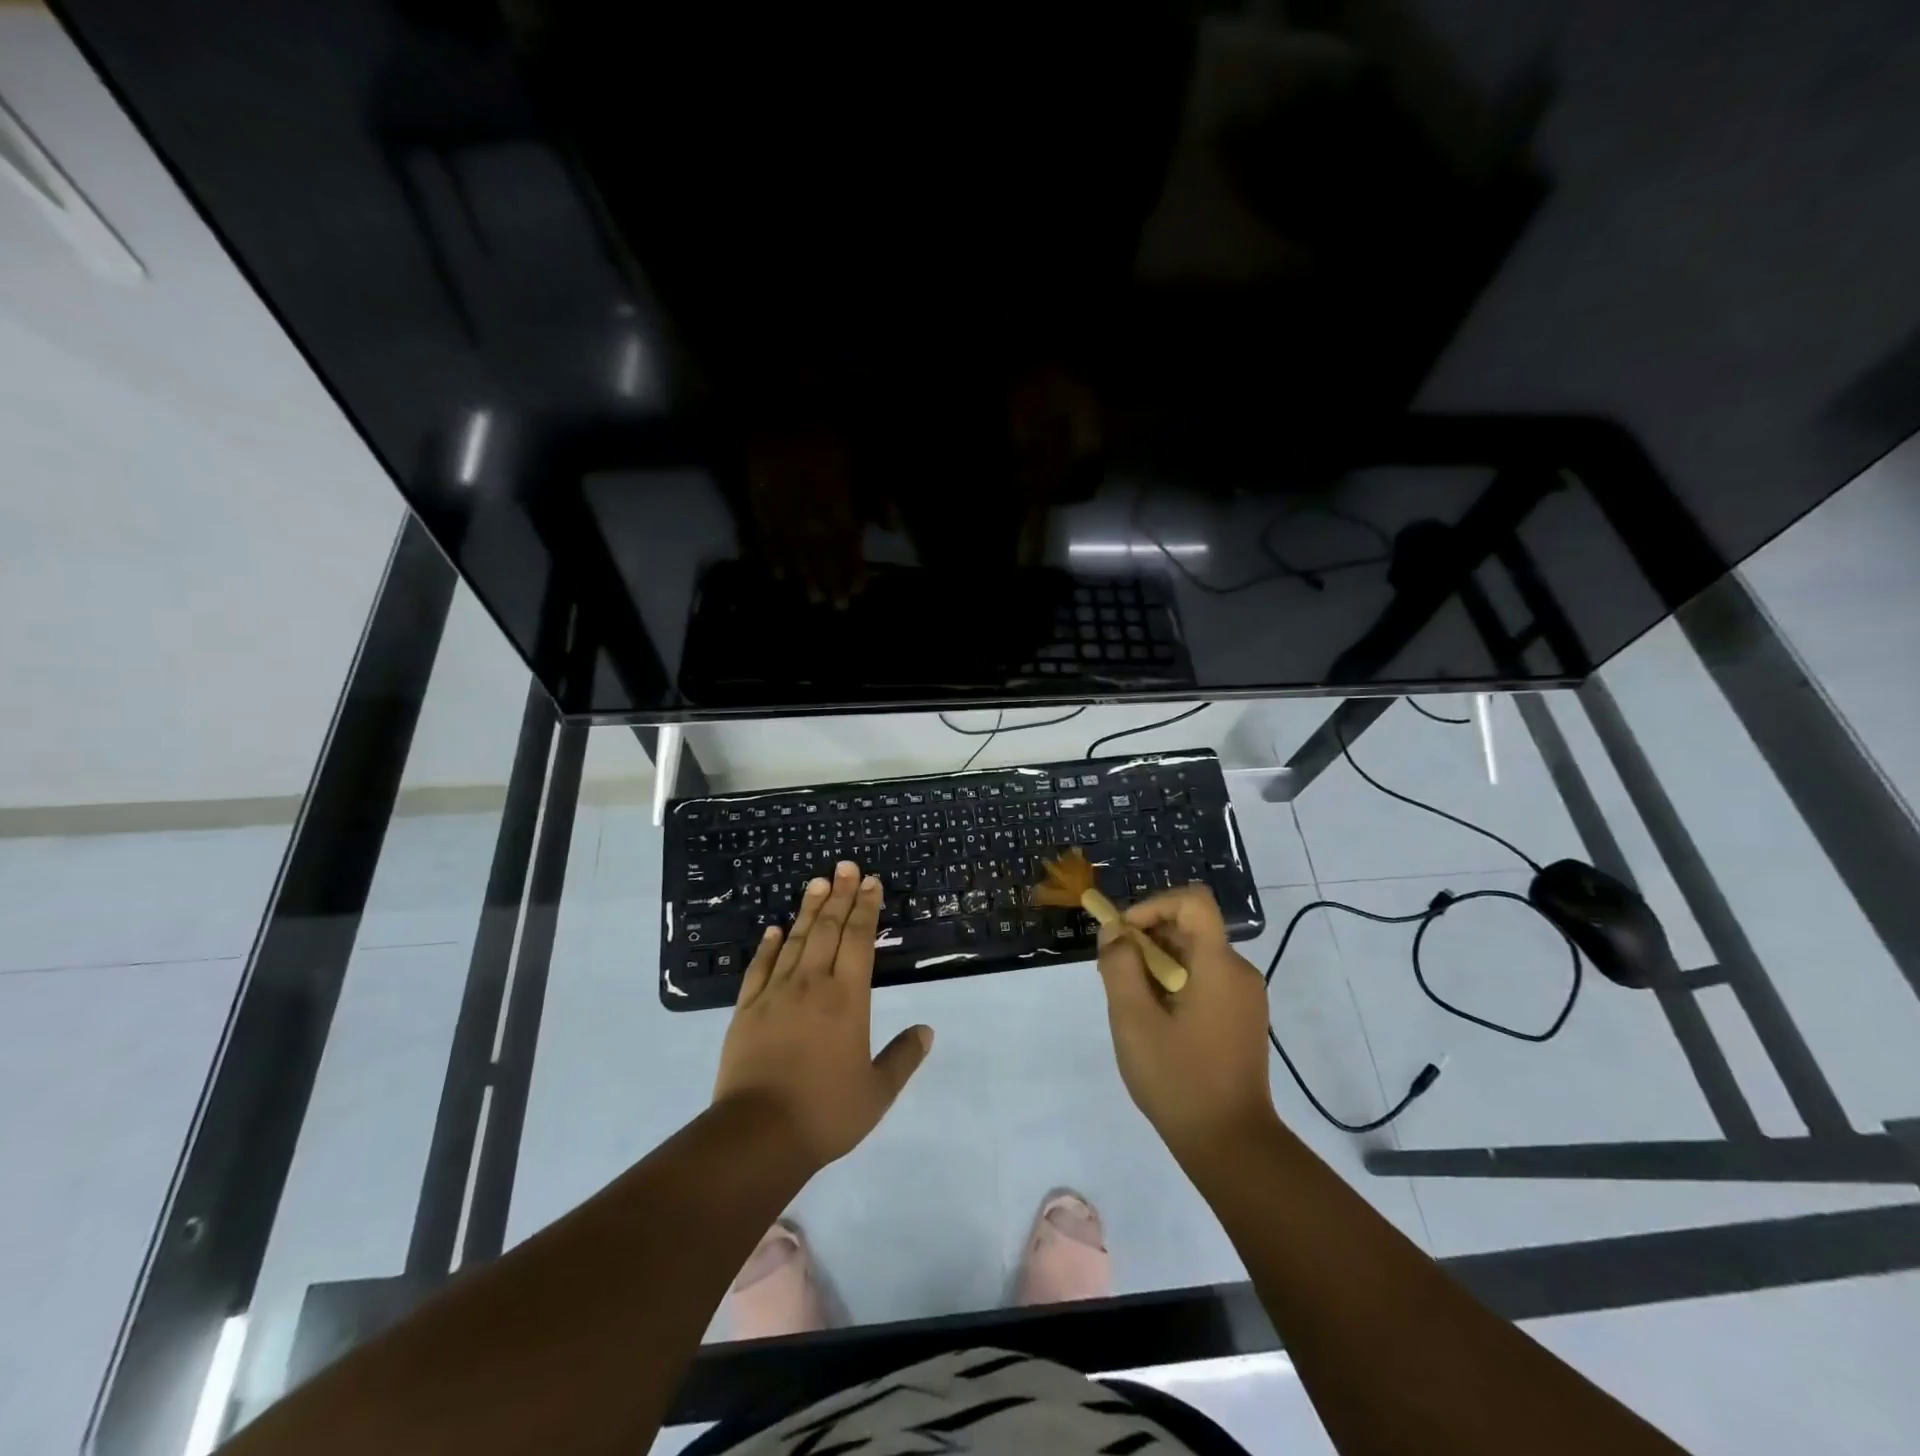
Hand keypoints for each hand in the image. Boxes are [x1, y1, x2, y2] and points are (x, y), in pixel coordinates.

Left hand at [713, 861, 933, 1170]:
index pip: (859, 940)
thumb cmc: (825, 1113)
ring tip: (816, 882)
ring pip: (795, 940)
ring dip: (808, 909)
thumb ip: (903, 1058)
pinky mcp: (746, 1009)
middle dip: (839, 895)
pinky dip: (768, 945)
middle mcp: (812, 985)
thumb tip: (926, 1030)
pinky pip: (759, 967)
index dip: (866, 908)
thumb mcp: (877, 1093)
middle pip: (828, 929)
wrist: (757, 1135)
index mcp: (847, 999)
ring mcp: (775, 994)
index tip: (870, 882)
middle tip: (845, 866)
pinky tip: (774, 929)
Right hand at [1094, 885, 1278, 1164]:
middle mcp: (1239, 971)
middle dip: (1145, 941)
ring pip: (1192, 956)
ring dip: (1155, 966)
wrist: (1231, 1145)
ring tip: (1130, 1006)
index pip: (1192, 901)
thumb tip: (1115, 931)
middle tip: (1114, 977)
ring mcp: (1244, 997)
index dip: (1153, 905)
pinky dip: (1172, 985)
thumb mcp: (1134, 1020)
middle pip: (1188, 929)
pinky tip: (1154, 1023)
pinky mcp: (1242, 1018)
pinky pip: (1203, 980)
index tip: (1123, 935)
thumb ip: (1120, 966)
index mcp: (1219, 965)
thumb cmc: (1179, 1079)